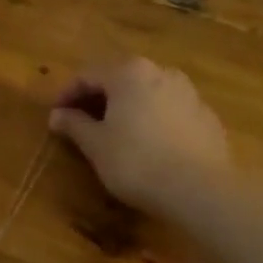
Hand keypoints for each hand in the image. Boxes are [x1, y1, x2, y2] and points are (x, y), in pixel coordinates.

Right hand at [48, 57, 231, 211]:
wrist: (201, 190)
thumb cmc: (136, 161)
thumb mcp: (95, 144)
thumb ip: (74, 125)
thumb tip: (57, 116)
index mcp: (129, 72)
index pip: (87, 75)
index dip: (67, 95)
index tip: (56, 117)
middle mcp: (160, 72)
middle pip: (120, 79)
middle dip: (98, 99)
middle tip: (81, 123)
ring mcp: (189, 93)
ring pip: (147, 94)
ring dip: (126, 108)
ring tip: (114, 134)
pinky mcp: (207, 117)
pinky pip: (169, 111)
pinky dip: (152, 120)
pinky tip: (147, 145)